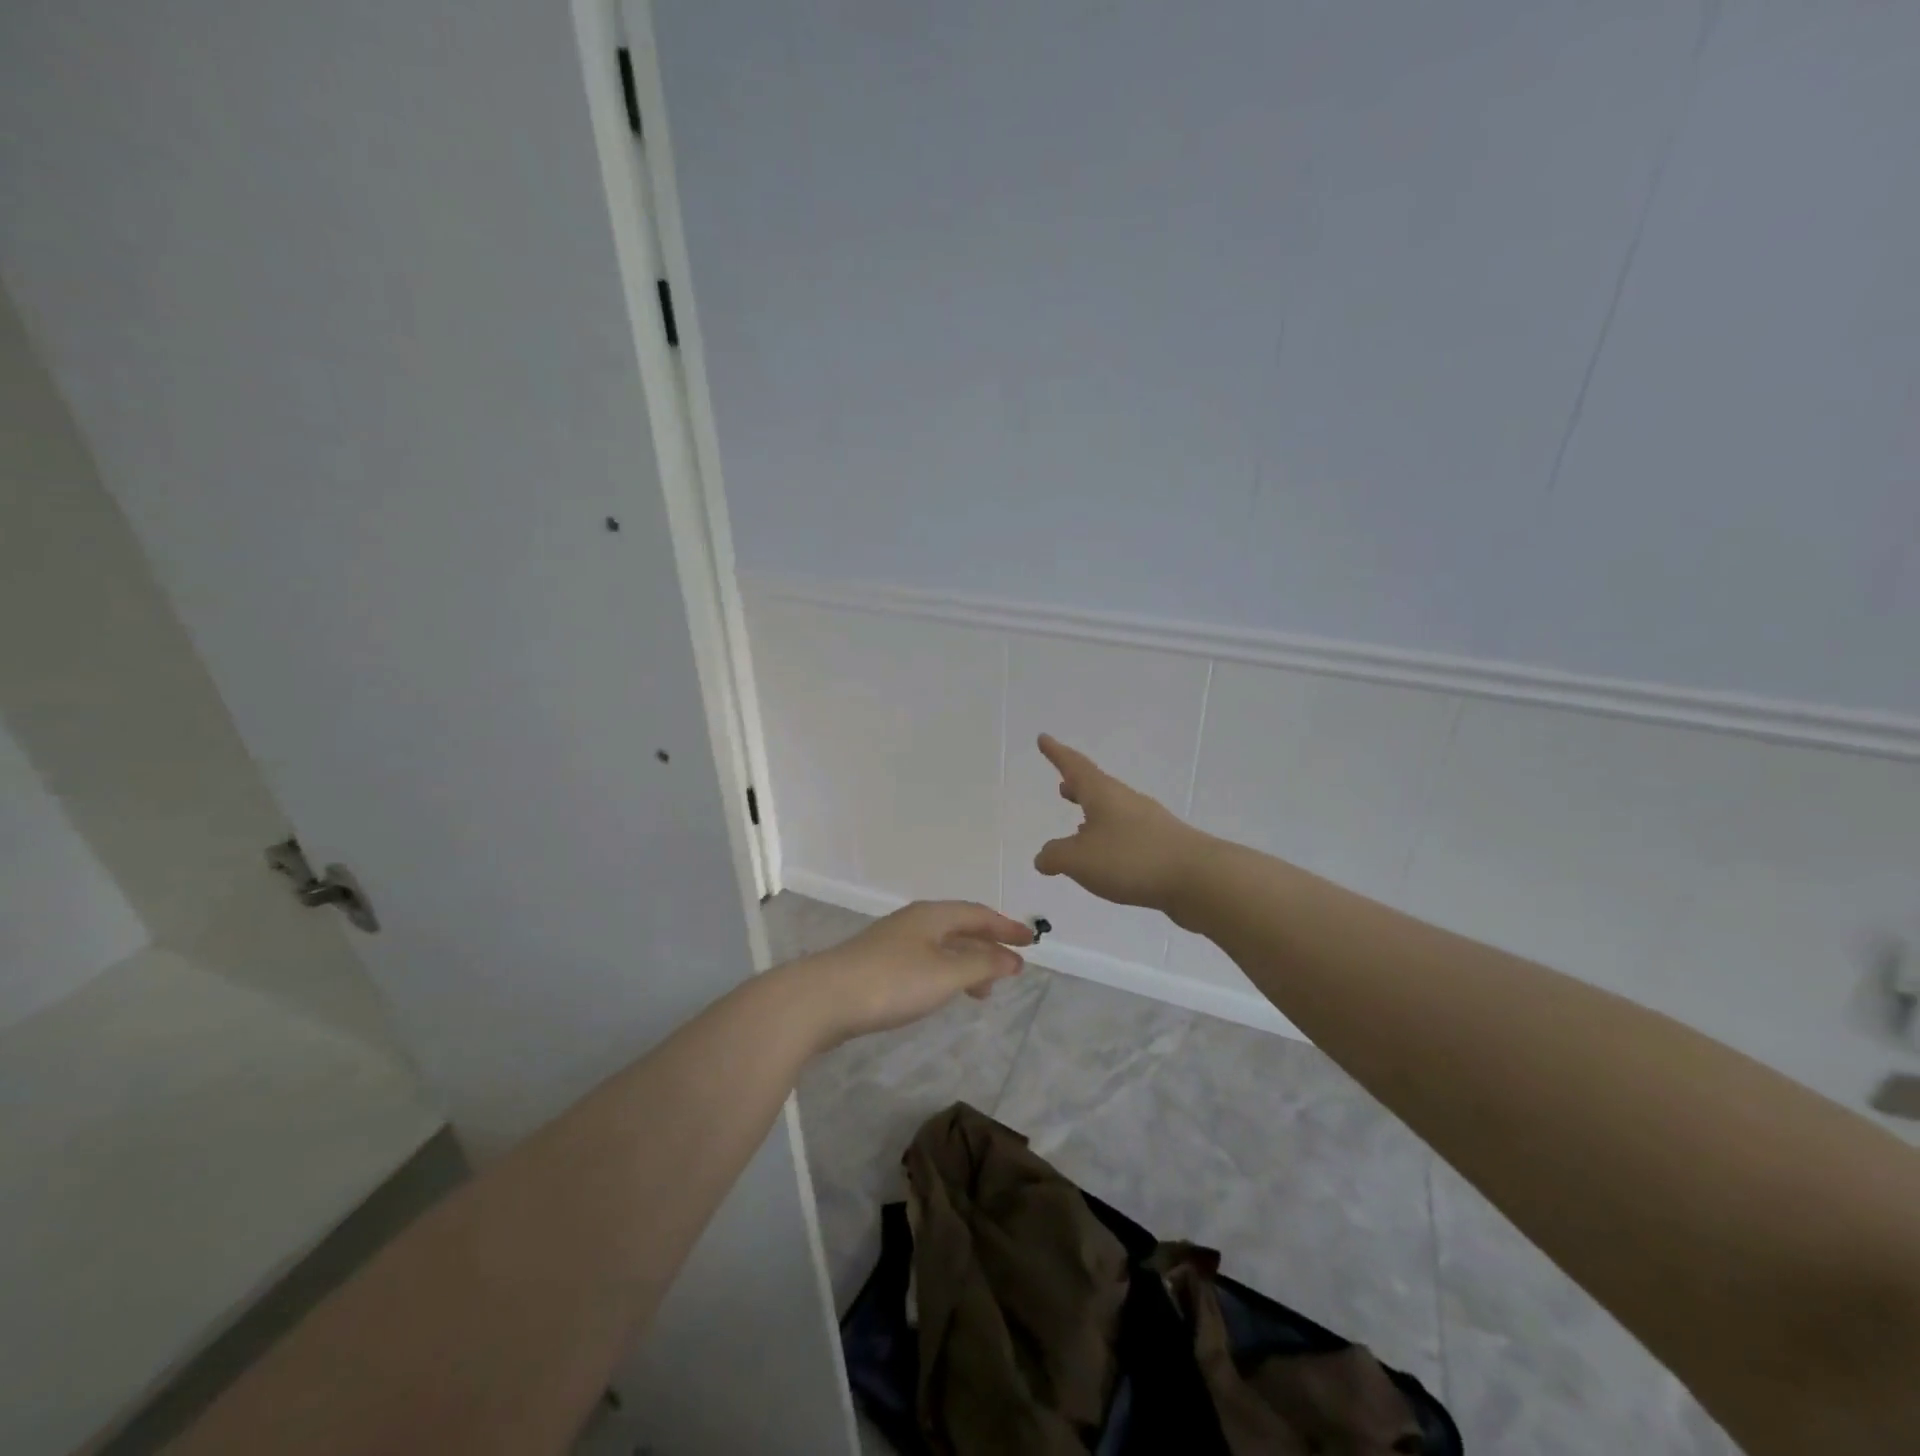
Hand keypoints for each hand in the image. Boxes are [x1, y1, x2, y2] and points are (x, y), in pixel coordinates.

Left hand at [797, 900, 1033, 1047]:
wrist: (823, 998)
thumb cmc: (892, 982)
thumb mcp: (946, 973)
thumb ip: (983, 964)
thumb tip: (1013, 958)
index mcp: (932, 915)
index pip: (978, 913)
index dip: (1007, 927)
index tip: (1032, 942)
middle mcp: (913, 922)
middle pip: (960, 927)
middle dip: (988, 946)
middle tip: (1010, 970)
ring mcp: (892, 942)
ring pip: (941, 947)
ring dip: (967, 964)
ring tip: (982, 992)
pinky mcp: (876, 965)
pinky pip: (924, 962)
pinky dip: (944, 974)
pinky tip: (941, 993)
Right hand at [1033, 734, 1213, 911]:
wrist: (1199, 878)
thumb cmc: (1132, 859)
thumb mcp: (1080, 860)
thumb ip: (1055, 856)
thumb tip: (1043, 857)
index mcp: (1103, 794)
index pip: (1074, 766)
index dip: (1056, 753)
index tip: (1043, 738)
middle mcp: (1126, 801)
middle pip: (1097, 788)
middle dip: (1077, 787)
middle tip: (1062, 786)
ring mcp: (1149, 823)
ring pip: (1113, 812)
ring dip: (1094, 815)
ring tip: (1078, 827)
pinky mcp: (1163, 846)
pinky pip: (1127, 835)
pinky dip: (1110, 839)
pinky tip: (1107, 859)